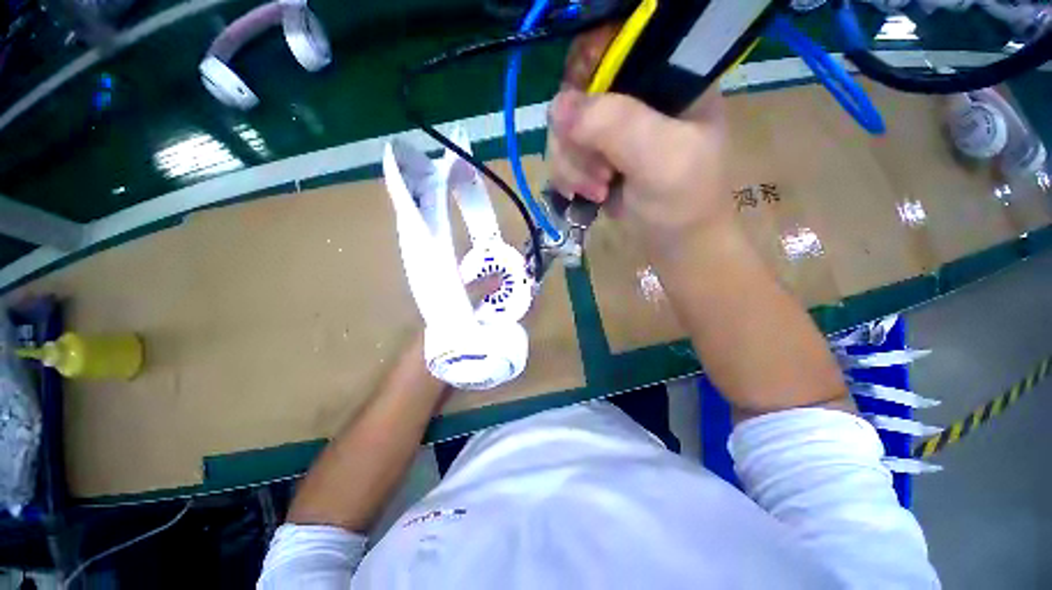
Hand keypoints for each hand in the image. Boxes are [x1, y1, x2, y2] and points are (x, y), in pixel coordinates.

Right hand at [546, 30, 732, 256]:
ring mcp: (612, 128)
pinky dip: (568, 178)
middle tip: (600, 177)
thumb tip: (557, 108)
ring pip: (564, 130)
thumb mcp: (661, 160)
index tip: (584, 132)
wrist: (676, 245)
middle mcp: (635, 95)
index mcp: (666, 77)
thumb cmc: (682, 204)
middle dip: (578, 145)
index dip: (584, 88)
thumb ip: (616, 126)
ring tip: (598, 193)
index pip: (608, 53)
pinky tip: (585, 195)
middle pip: (576, 97)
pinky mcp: (597, 155)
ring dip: (572, 167)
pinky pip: (563, 154)